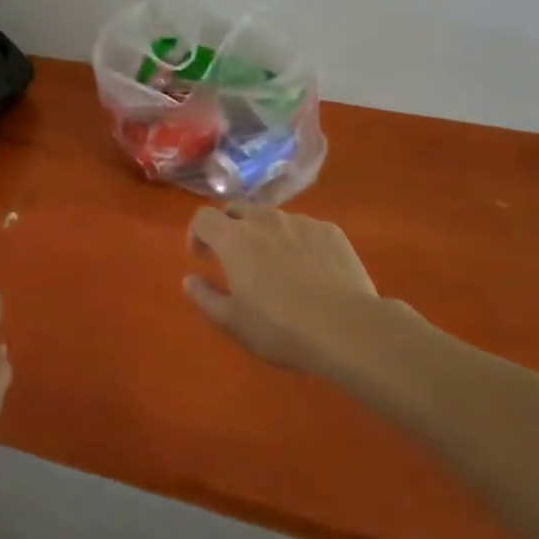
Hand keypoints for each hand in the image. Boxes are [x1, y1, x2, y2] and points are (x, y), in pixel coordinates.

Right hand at [185, 204, 412, 379]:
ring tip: (277, 266)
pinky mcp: (330, 231)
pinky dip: (297, 242)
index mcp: (234, 238)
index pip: (203, 217)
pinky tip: (311, 270)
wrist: (348, 328)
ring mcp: (301, 222)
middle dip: (229, 228)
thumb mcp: (233, 322)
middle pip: (237, 209)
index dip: (197, 233)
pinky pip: (304, 229)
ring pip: (273, 218)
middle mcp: (264, 220)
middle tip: (236, 258)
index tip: (203, 257)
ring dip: (265, 234)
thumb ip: (205, 297)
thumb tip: (190, 280)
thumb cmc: (281, 328)